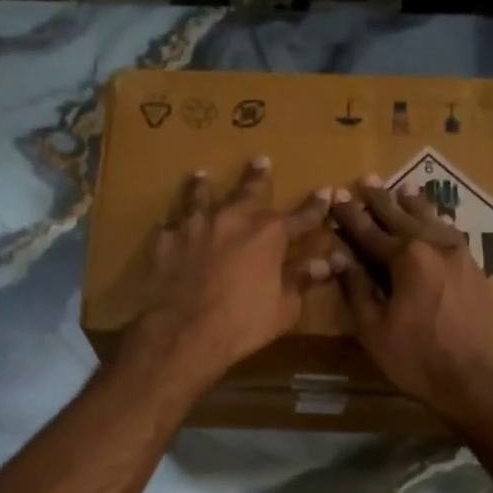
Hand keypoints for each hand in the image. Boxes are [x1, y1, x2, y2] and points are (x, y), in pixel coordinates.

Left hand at [118, 157, 336, 391]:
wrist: (183, 331)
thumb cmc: (242, 324)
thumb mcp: (283, 309)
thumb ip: (301, 281)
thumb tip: (326, 264)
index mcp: (268, 235)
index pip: (300, 217)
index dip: (315, 207)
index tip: (326, 192)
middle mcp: (232, 220)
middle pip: (249, 192)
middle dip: (258, 177)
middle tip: (261, 160)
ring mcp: (195, 227)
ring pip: (201, 198)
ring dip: (204, 186)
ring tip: (202, 175)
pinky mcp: (165, 242)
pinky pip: (170, 227)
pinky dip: (173, 226)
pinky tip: (169, 225)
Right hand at [331, 178, 492, 421]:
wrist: (476, 379)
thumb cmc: (416, 358)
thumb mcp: (374, 327)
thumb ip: (356, 286)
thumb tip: (338, 254)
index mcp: (407, 257)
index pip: (369, 231)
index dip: (350, 216)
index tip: (336, 198)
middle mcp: (435, 245)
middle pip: (402, 216)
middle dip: (380, 199)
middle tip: (366, 179)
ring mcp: (461, 255)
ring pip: (432, 220)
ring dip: (412, 204)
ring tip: (401, 189)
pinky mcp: (476, 269)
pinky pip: (451, 234)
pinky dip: (436, 222)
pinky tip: (434, 222)